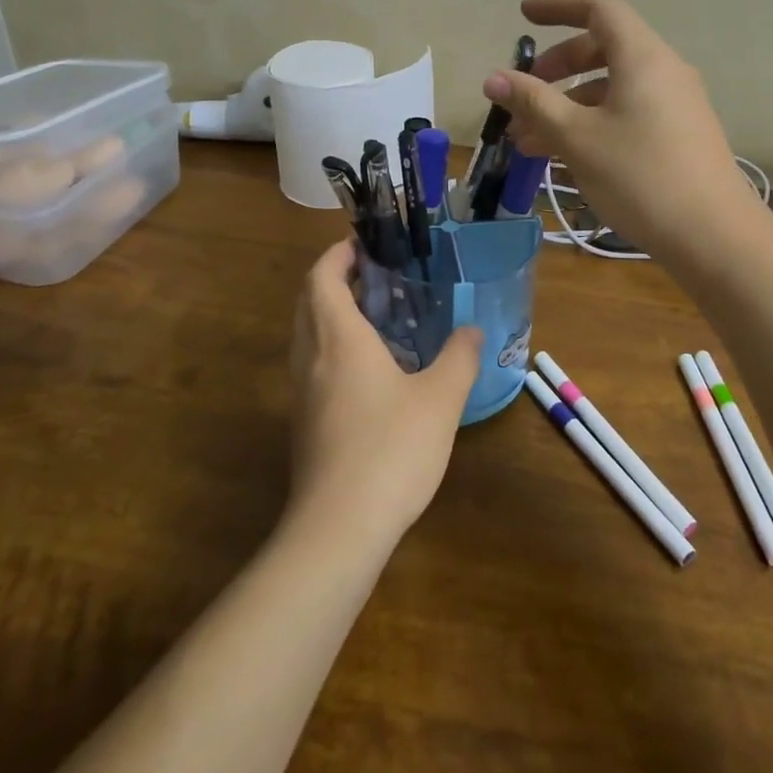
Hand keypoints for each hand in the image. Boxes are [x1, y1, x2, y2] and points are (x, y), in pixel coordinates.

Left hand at [287, 240, 483, 545]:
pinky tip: (371, 369)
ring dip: (332, 313)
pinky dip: (333, 346)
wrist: (338, 528)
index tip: (364, 243)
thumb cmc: (390, 450)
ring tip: (378, 316)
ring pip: (307, 334)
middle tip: (377, 275)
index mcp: (338, 338)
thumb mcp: (440, 399)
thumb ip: (459, 357)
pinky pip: (313, 364)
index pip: (321, 277)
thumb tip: (471, 331)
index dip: (338, 253)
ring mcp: (302, 392)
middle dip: (335, 278)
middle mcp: (311, 357)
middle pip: (309, 301)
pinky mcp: (304, 422)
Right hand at [484, 0, 756, 269]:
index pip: (598, 8)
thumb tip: (493, 78)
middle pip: (603, 48)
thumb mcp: (577, 138)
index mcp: (642, 57)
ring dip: (569, 104)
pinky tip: (566, 156)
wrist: (713, 236)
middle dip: (557, 67)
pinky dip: (593, 122)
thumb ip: (534, 103)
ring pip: (612, 87)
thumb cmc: (640, 176)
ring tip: (530, 141)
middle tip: (523, 95)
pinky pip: (628, 111)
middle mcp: (664, 70)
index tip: (524, 18)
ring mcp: (676, 103)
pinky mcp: (680, 133)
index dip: (558, 6)